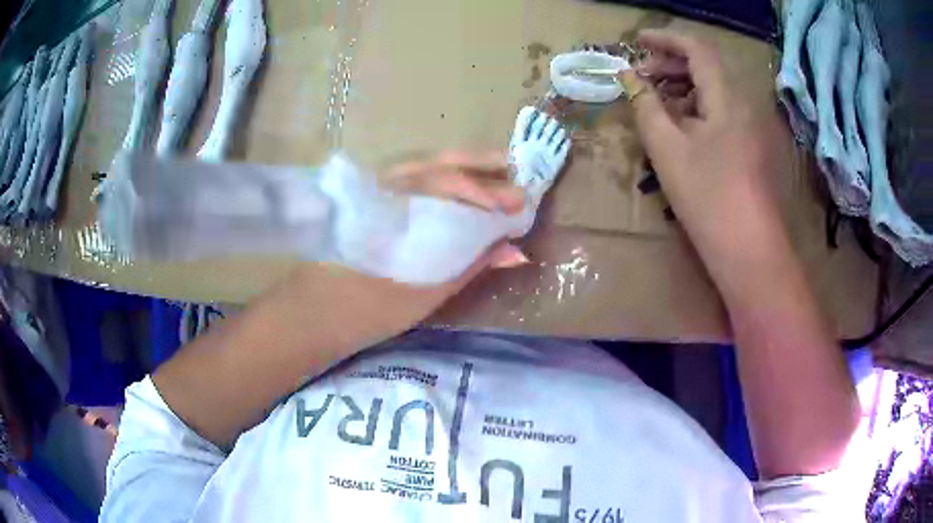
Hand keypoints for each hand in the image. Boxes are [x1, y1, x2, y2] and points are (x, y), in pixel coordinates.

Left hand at [286, 150, 528, 348]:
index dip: (489, 193)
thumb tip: (515, 250)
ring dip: (462, 167)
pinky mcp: (371, 198)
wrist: (316, 313)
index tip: (521, 204)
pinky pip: (412, 178)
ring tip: (496, 169)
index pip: (451, 188)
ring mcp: (375, 190)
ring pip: (425, 167)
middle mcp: (384, 189)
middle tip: (516, 173)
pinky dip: (441, 178)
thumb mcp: (425, 292)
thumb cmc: (368, 308)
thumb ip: (471, 264)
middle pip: (439, 166)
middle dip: (481, 167)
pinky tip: (457, 185)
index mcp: (397, 211)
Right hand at [621, 30, 789, 273]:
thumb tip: (629, 78)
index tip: (636, 41)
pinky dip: (697, 108)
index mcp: (726, 97)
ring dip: (682, 86)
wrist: (749, 251)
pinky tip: (679, 125)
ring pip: (713, 90)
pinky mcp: (750, 147)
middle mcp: (743, 103)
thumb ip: (645, 106)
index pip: (696, 48)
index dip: (665, 38)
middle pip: (706, 67)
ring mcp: (750, 126)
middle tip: (639, 77)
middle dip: (670, 64)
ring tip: (654, 100)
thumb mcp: (668, 148)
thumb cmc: (708, 197)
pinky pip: (721, 112)